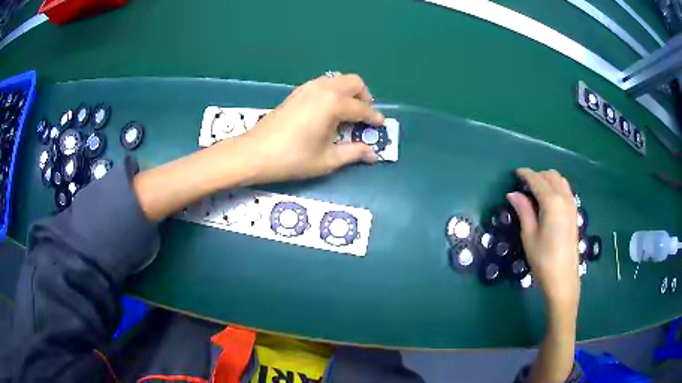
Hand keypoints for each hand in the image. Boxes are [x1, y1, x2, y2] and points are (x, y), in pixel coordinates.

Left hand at [233, 74, 383, 183]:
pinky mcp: (298, 91)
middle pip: (354, 82)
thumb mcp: (328, 160)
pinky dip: (333, 91)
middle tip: (364, 116)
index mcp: (334, 104)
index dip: (374, 118)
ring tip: (348, 112)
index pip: (362, 108)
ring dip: (349, 91)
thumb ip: (354, 153)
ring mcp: (309, 87)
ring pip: (338, 79)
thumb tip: (373, 154)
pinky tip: (328, 110)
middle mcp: (324, 89)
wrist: (256, 152)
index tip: (381, 125)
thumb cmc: (293, 159)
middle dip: (364, 96)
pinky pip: (324, 83)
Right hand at [507, 168, 579, 312]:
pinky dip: (556, 186)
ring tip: (536, 191)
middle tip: (524, 186)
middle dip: (537, 175)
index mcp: (552, 202)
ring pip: (560, 180)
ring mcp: (572, 204)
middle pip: (550, 176)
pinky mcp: (574, 212)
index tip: (515, 173)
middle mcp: (564, 198)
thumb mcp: (529, 235)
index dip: (525, 174)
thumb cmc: (543, 259)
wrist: (563, 278)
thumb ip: (523, 210)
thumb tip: (512, 193)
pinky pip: (566, 189)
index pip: (537, 180)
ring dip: (547, 179)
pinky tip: (549, 199)